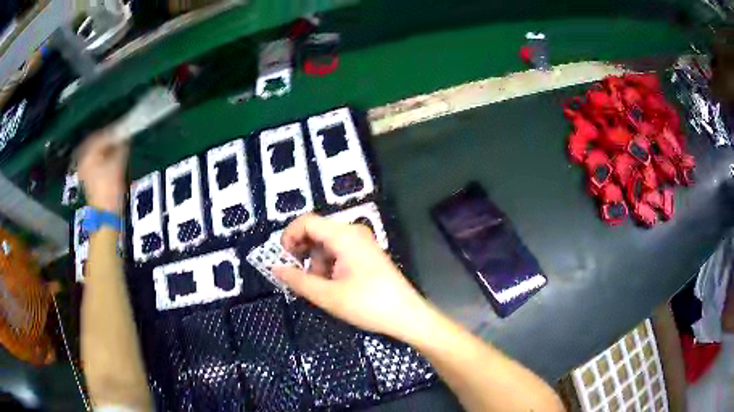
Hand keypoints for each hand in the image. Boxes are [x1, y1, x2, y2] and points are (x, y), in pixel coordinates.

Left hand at [77, 131, 128, 213]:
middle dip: (106, 139)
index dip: (113, 132)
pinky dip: (100, 156)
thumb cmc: (110, 188)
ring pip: (93, 151)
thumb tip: (125, 136)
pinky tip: (108, 158)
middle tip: (118, 137)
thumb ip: (121, 146)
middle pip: (95, 142)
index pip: (101, 136)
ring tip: (114, 147)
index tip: (123, 129)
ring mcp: (83, 169)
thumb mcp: (118, 163)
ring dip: (103, 147)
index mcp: (89, 154)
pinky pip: (93, 160)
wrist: (105, 215)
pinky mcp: (86, 178)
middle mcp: (83, 159)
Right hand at [274, 214, 431, 341]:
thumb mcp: (327, 296)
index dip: (289, 237)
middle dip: (301, 252)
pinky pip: (338, 252)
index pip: (307, 221)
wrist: (406, 316)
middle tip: (295, 276)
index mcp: (344, 235)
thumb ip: (297, 280)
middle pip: (316, 231)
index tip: (282, 260)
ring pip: (326, 243)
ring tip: (317, 287)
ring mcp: (362, 243)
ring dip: (315, 262)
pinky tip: (330, 286)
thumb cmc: (368, 305)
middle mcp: (353, 232)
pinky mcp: (366, 254)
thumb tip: (274, 268)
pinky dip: (328, 265)